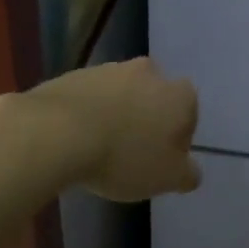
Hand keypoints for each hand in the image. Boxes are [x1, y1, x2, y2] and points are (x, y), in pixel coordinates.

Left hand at [28, 58, 201, 201]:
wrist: (57, 132)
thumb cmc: (124, 157)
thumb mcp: (167, 178)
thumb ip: (187, 174)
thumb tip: (191, 170)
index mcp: (178, 94)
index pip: (189, 113)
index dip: (178, 139)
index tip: (160, 161)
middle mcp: (149, 72)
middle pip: (154, 98)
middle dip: (146, 120)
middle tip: (131, 154)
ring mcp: (109, 69)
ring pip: (121, 95)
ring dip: (116, 115)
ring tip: (99, 149)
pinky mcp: (74, 74)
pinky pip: (89, 97)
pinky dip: (87, 113)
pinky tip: (75, 139)